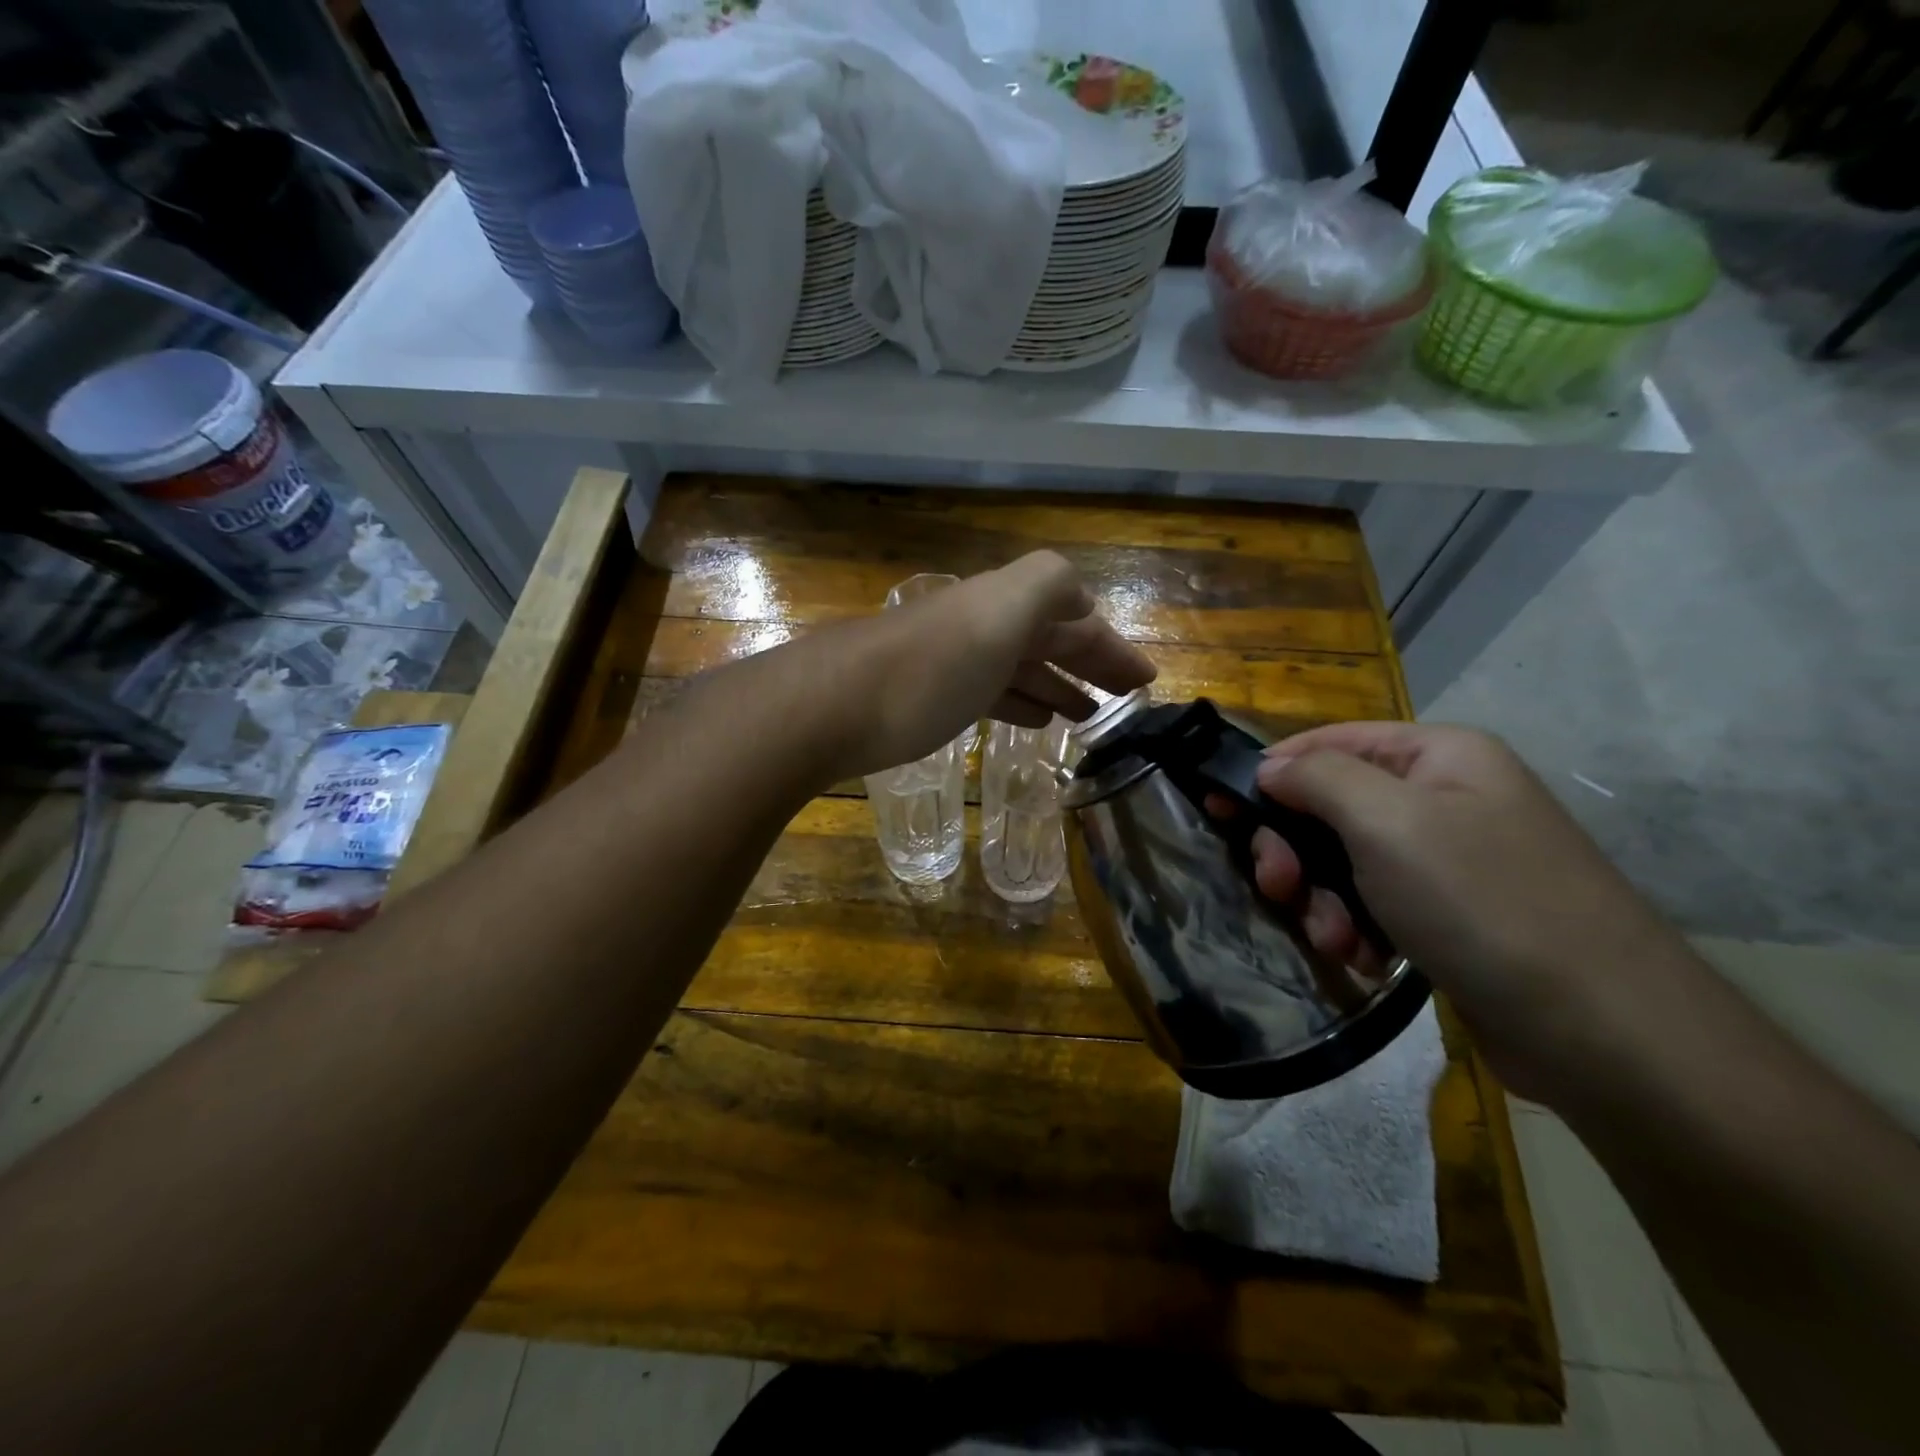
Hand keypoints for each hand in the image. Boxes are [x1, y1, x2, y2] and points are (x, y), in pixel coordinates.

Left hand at [798, 551, 1156, 779]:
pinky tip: (1031, 722)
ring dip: (1056, 687)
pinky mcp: (925, 699)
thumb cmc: (928, 667)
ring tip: (1087, 717)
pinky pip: (987, 694)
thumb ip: (1048, 586)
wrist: (829, 706)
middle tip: (1124, 701)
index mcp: (1004, 604)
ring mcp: (949, 663)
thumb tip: (1081, 600)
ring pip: (1018, 669)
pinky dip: (1017, 703)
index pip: (1074, 619)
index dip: (1112, 647)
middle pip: (1047, 641)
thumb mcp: (1000, 611)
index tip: (1146, 682)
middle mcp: (978, 626)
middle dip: (1089, 665)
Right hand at [1244, 722, 1687, 1101]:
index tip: (1220, 809)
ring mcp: (1448, 861)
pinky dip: (1355, 928)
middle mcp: (1444, 799)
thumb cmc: (1482, 902)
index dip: (1271, 771)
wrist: (1602, 1031)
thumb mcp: (1386, 821)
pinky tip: (1364, 958)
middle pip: (1330, 806)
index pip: (1329, 741)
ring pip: (1344, 862)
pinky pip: (1373, 905)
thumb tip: (1269, 767)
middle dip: (1295, 849)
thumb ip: (1316, 778)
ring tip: (1334, 939)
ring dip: (1321, 899)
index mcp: (1439, 756)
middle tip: (1277, 886)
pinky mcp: (1448, 916)